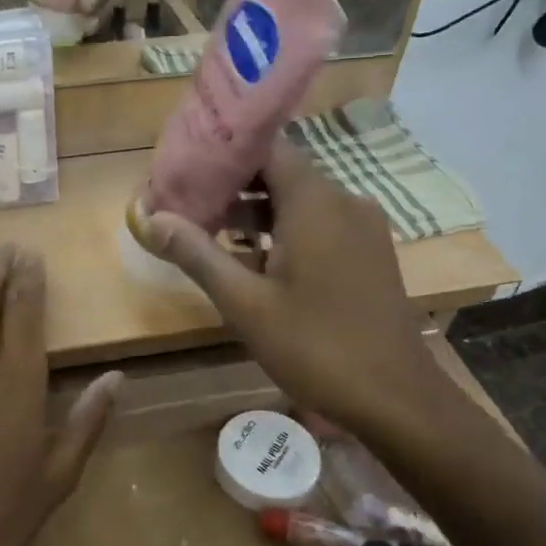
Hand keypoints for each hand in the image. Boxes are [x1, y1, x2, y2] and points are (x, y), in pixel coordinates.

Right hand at [130, 140, 448, 437]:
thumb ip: (196, 254)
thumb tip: (150, 218)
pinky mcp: (367, 252)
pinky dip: (282, 231)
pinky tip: (252, 259)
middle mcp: (343, 201)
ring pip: (298, 201)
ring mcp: (361, 227)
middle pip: (279, 172)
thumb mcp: (244, 303)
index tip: (183, 167)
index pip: (265, 147)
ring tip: (207, 232)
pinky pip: (318, 224)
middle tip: (184, 203)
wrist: (395, 398)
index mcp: (315, 202)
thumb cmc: (314, 346)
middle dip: (231, 186)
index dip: (222, 152)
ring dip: (254, 212)